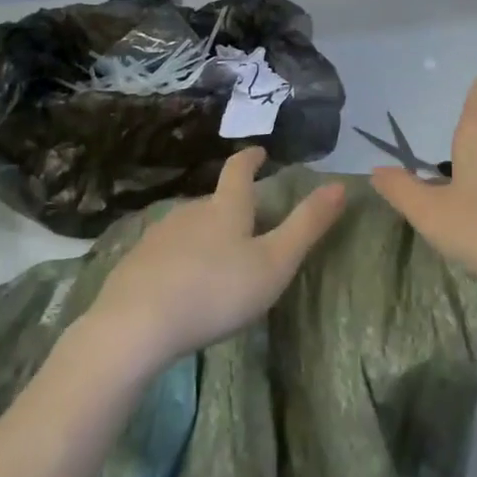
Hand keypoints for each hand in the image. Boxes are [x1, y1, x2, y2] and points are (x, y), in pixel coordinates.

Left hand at [86, 147, 346, 373]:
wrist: (136, 323)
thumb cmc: (216, 291)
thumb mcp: (274, 263)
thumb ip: (307, 226)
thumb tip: (340, 184)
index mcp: (226, 207)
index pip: (239, 170)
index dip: (251, 159)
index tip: (259, 152)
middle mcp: (191, 210)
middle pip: (215, 200)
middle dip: (232, 205)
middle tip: (250, 221)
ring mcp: (160, 234)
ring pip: (191, 225)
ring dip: (207, 232)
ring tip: (219, 256)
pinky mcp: (138, 261)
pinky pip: (168, 250)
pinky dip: (182, 257)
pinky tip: (184, 281)